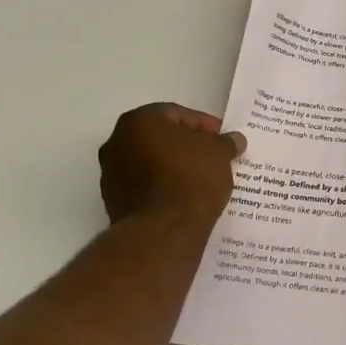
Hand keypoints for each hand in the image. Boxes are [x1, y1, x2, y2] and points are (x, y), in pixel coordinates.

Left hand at [98, 103, 244, 224]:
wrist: (164, 230)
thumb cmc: (191, 179)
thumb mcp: (219, 154)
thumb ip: (226, 142)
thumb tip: (235, 139)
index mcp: (139, 121)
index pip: (177, 114)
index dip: (204, 126)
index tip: (222, 140)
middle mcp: (116, 142)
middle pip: (159, 138)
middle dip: (186, 146)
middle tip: (212, 157)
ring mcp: (110, 174)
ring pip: (149, 162)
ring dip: (172, 167)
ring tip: (200, 180)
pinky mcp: (113, 202)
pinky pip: (144, 186)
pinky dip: (162, 187)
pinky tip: (184, 197)